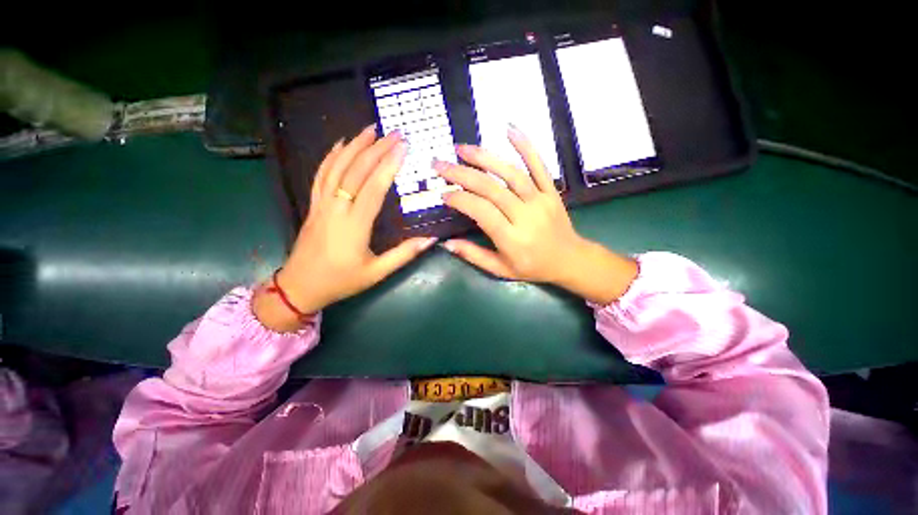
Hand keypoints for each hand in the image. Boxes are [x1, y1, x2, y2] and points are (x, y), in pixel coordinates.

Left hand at [254, 125, 436, 330]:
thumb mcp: (377, 273)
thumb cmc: (341, 281)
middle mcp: (336, 208)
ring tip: (369, 129)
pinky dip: (331, 156)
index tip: (403, 147)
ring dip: (353, 146)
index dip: (389, 165)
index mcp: (354, 225)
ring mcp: (321, 204)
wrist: (300, 287)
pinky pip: (321, 174)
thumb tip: (431, 239)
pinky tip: (340, 144)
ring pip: (336, 167)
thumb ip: (404, 254)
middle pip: (355, 171)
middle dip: (376, 149)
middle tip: (393, 133)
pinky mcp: (313, 205)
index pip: (373, 187)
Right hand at [435, 126, 637, 303]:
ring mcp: (540, 200)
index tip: (444, 194)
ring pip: (511, 174)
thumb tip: (446, 243)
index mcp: (511, 238)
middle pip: (491, 189)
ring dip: (485, 158)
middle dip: (462, 174)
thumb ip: (474, 256)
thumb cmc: (532, 267)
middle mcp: (525, 216)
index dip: (460, 200)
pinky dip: (525, 146)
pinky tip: (509, 129)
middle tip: (441, 165)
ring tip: (462, 148)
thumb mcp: (500, 270)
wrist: (569, 260)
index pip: (481, 211)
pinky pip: (539, 166)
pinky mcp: (551, 191)